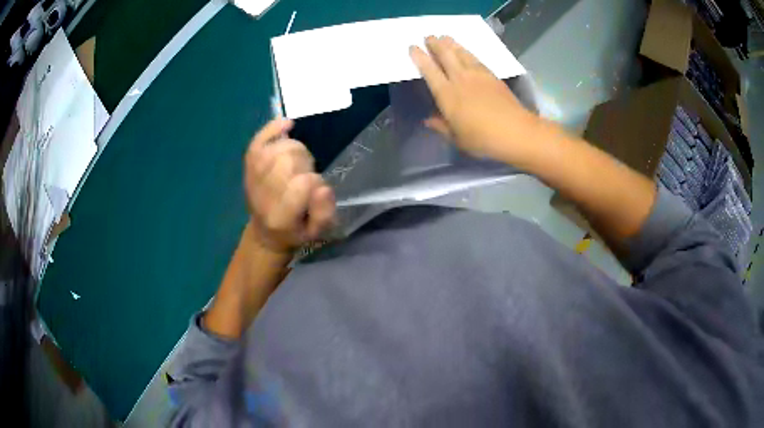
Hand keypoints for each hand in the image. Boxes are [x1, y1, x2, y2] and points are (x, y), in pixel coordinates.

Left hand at [243, 119, 335, 253]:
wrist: (265, 232)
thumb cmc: (295, 231)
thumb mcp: (316, 233)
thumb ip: (324, 213)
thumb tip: (322, 187)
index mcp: (280, 216)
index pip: (301, 183)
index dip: (315, 181)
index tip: (317, 189)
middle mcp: (262, 194)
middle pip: (288, 160)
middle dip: (305, 163)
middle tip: (307, 174)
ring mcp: (252, 177)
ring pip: (278, 148)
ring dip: (295, 150)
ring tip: (298, 162)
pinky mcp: (249, 165)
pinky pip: (259, 139)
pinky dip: (274, 128)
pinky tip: (288, 124)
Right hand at [409, 36, 537, 160]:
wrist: (516, 132)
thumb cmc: (483, 139)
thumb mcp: (457, 138)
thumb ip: (442, 126)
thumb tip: (428, 120)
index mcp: (447, 95)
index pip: (430, 71)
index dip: (420, 58)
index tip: (413, 47)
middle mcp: (460, 79)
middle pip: (446, 56)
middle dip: (435, 44)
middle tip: (429, 36)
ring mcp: (478, 75)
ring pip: (461, 54)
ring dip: (451, 44)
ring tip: (445, 37)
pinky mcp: (492, 76)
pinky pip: (476, 59)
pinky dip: (467, 52)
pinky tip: (466, 51)